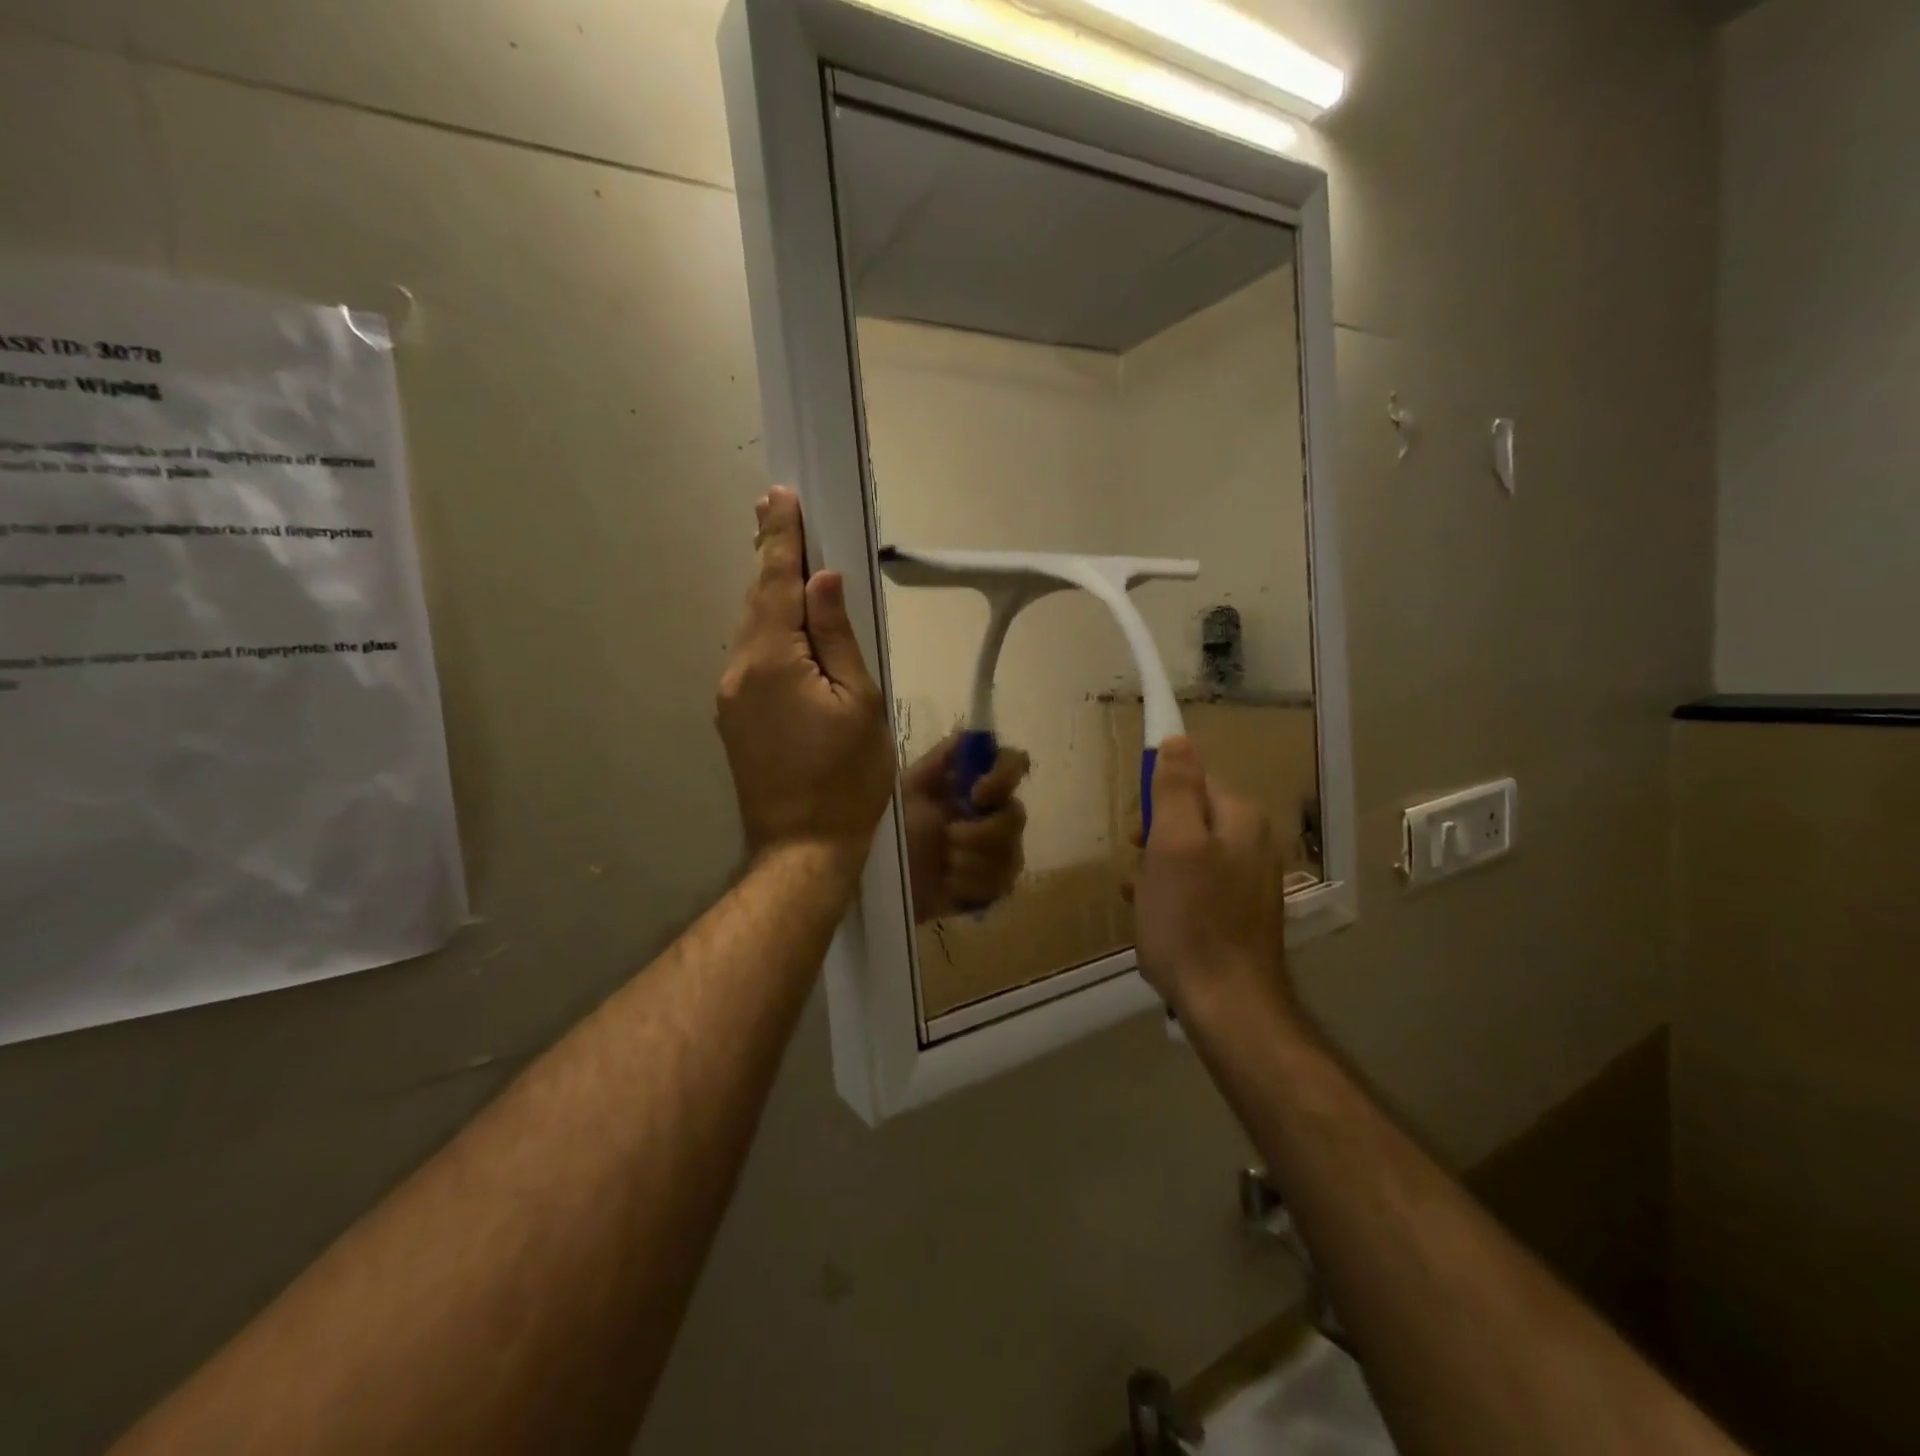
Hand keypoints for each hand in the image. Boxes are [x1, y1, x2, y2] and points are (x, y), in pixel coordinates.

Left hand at [716, 487, 895, 871]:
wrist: (802, 846)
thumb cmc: (848, 777)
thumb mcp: (860, 702)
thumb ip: (838, 636)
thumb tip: (823, 580)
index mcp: (774, 660)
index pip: (778, 583)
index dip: (782, 538)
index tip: (780, 496)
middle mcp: (740, 670)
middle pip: (759, 601)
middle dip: (771, 556)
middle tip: (778, 512)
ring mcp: (730, 696)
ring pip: (753, 630)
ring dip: (771, 594)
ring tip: (787, 561)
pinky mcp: (733, 718)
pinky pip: (752, 658)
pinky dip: (769, 631)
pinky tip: (786, 628)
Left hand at [901, 734, 1031, 921]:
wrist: (878, 881)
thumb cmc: (892, 830)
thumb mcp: (908, 789)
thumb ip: (939, 761)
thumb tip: (967, 733)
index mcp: (974, 785)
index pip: (1014, 763)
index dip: (1004, 776)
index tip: (977, 794)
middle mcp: (994, 814)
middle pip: (1017, 815)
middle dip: (981, 832)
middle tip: (949, 837)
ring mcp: (999, 852)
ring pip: (1011, 853)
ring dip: (971, 860)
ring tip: (944, 863)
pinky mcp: (994, 887)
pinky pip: (1001, 884)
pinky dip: (970, 884)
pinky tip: (949, 884)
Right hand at [1129, 738, 1293, 1019]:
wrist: (1227, 1005)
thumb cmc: (1191, 919)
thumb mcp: (1174, 845)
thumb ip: (1176, 789)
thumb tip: (1177, 739)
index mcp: (1240, 819)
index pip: (1192, 782)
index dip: (1157, 803)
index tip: (1139, 834)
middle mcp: (1252, 844)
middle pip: (1187, 820)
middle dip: (1154, 842)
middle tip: (1140, 872)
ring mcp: (1248, 882)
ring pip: (1186, 857)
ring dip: (1156, 873)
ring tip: (1144, 903)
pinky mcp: (1238, 915)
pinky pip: (1195, 888)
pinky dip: (1171, 899)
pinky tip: (1158, 923)